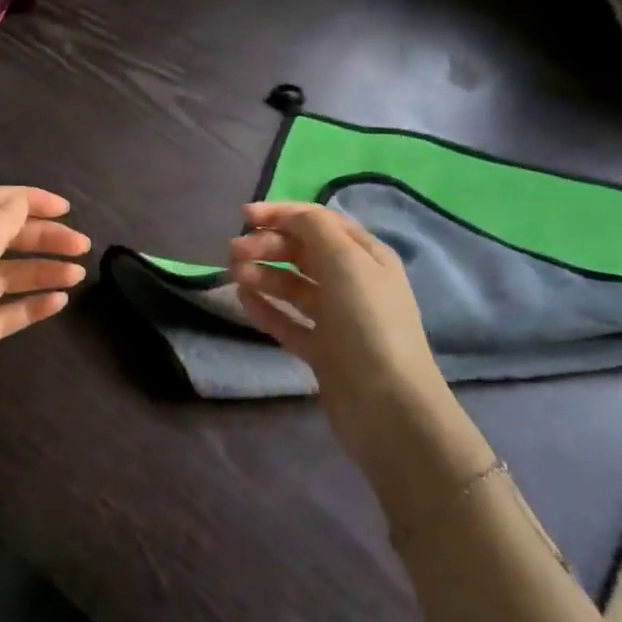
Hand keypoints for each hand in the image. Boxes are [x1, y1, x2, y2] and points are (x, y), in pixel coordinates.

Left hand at [0, 187, 89, 488]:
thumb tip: (19, 201)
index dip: (25, 199)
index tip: (65, 208)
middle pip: (1, 235)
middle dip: (42, 235)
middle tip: (82, 245)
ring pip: (9, 272)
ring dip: (43, 268)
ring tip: (79, 275)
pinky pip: (9, 309)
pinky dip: (34, 302)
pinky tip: (60, 303)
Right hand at [228, 201, 455, 478]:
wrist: (388, 407)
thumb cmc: (368, 323)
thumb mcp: (346, 261)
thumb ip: (314, 229)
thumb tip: (288, 216)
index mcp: (365, 256)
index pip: (317, 221)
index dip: (280, 214)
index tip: (243, 216)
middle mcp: (352, 282)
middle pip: (302, 251)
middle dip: (267, 245)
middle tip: (233, 252)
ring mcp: (336, 318)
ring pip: (292, 285)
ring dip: (262, 274)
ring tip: (234, 275)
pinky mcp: (322, 350)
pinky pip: (288, 320)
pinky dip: (266, 307)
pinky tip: (243, 299)